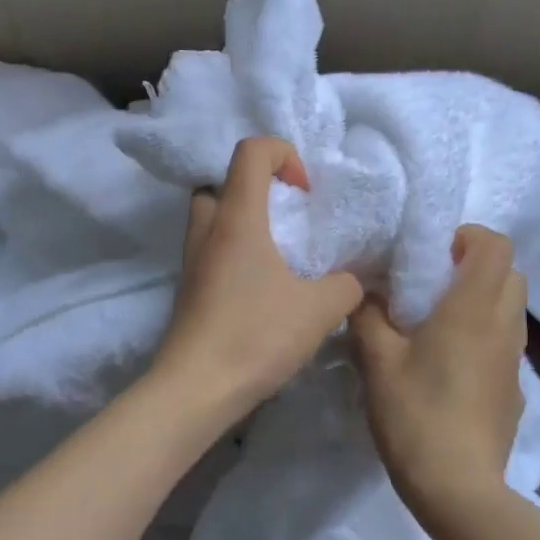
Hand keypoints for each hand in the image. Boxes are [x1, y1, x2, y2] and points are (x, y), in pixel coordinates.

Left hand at [153, 136, 364, 419]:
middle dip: (255, 187)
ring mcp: (191, 259)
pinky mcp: (188, 287)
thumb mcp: (319, 310)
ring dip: (242, 220)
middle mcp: (207, 229)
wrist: (195, 388)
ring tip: (277, 250)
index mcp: (237, 218)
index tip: (304, 192)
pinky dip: (233, 250)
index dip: (283, 154)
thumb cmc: (255, 336)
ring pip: (211, 216)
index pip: (250, 150)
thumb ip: (346, 285)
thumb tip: (351, 280)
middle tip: (284, 215)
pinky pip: (210, 248)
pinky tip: (260, 284)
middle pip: (220, 181)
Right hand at [351, 224, 527, 520]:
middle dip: (476, 266)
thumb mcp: (377, 360)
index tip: (432, 252)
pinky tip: (449, 366)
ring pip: (511, 308)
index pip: (494, 245)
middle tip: (433, 283)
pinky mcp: (514, 391)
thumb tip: (365, 291)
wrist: (459, 489)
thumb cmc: (416, 414)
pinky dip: (484, 336)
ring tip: (438, 322)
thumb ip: (367, 314)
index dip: (467, 236)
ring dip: (482, 301)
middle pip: (511, 272)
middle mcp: (504, 326)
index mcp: (473, 309)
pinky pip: (505, 343)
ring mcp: (515, 361)